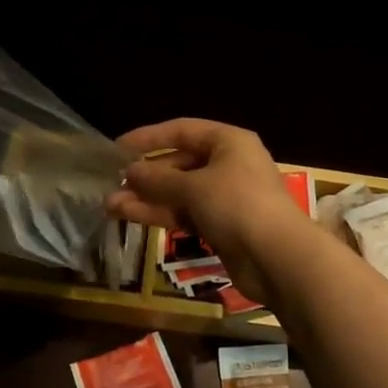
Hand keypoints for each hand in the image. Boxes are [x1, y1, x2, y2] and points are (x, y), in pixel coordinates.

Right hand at [107, 119, 313, 300]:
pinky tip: (131, 217)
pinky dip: (162, 214)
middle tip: (112, 184)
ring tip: (111, 205)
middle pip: (180, 163)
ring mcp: (226, 197)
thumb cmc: (237, 205)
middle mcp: (229, 164)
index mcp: (228, 142)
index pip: (182, 130)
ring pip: (180, 192)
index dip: (149, 137)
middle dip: (146, 175)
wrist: (277, 257)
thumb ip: (158, 179)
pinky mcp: (222, 226)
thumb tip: (130, 172)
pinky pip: (186, 213)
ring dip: (148, 198)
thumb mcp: (194, 187)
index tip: (117, 148)